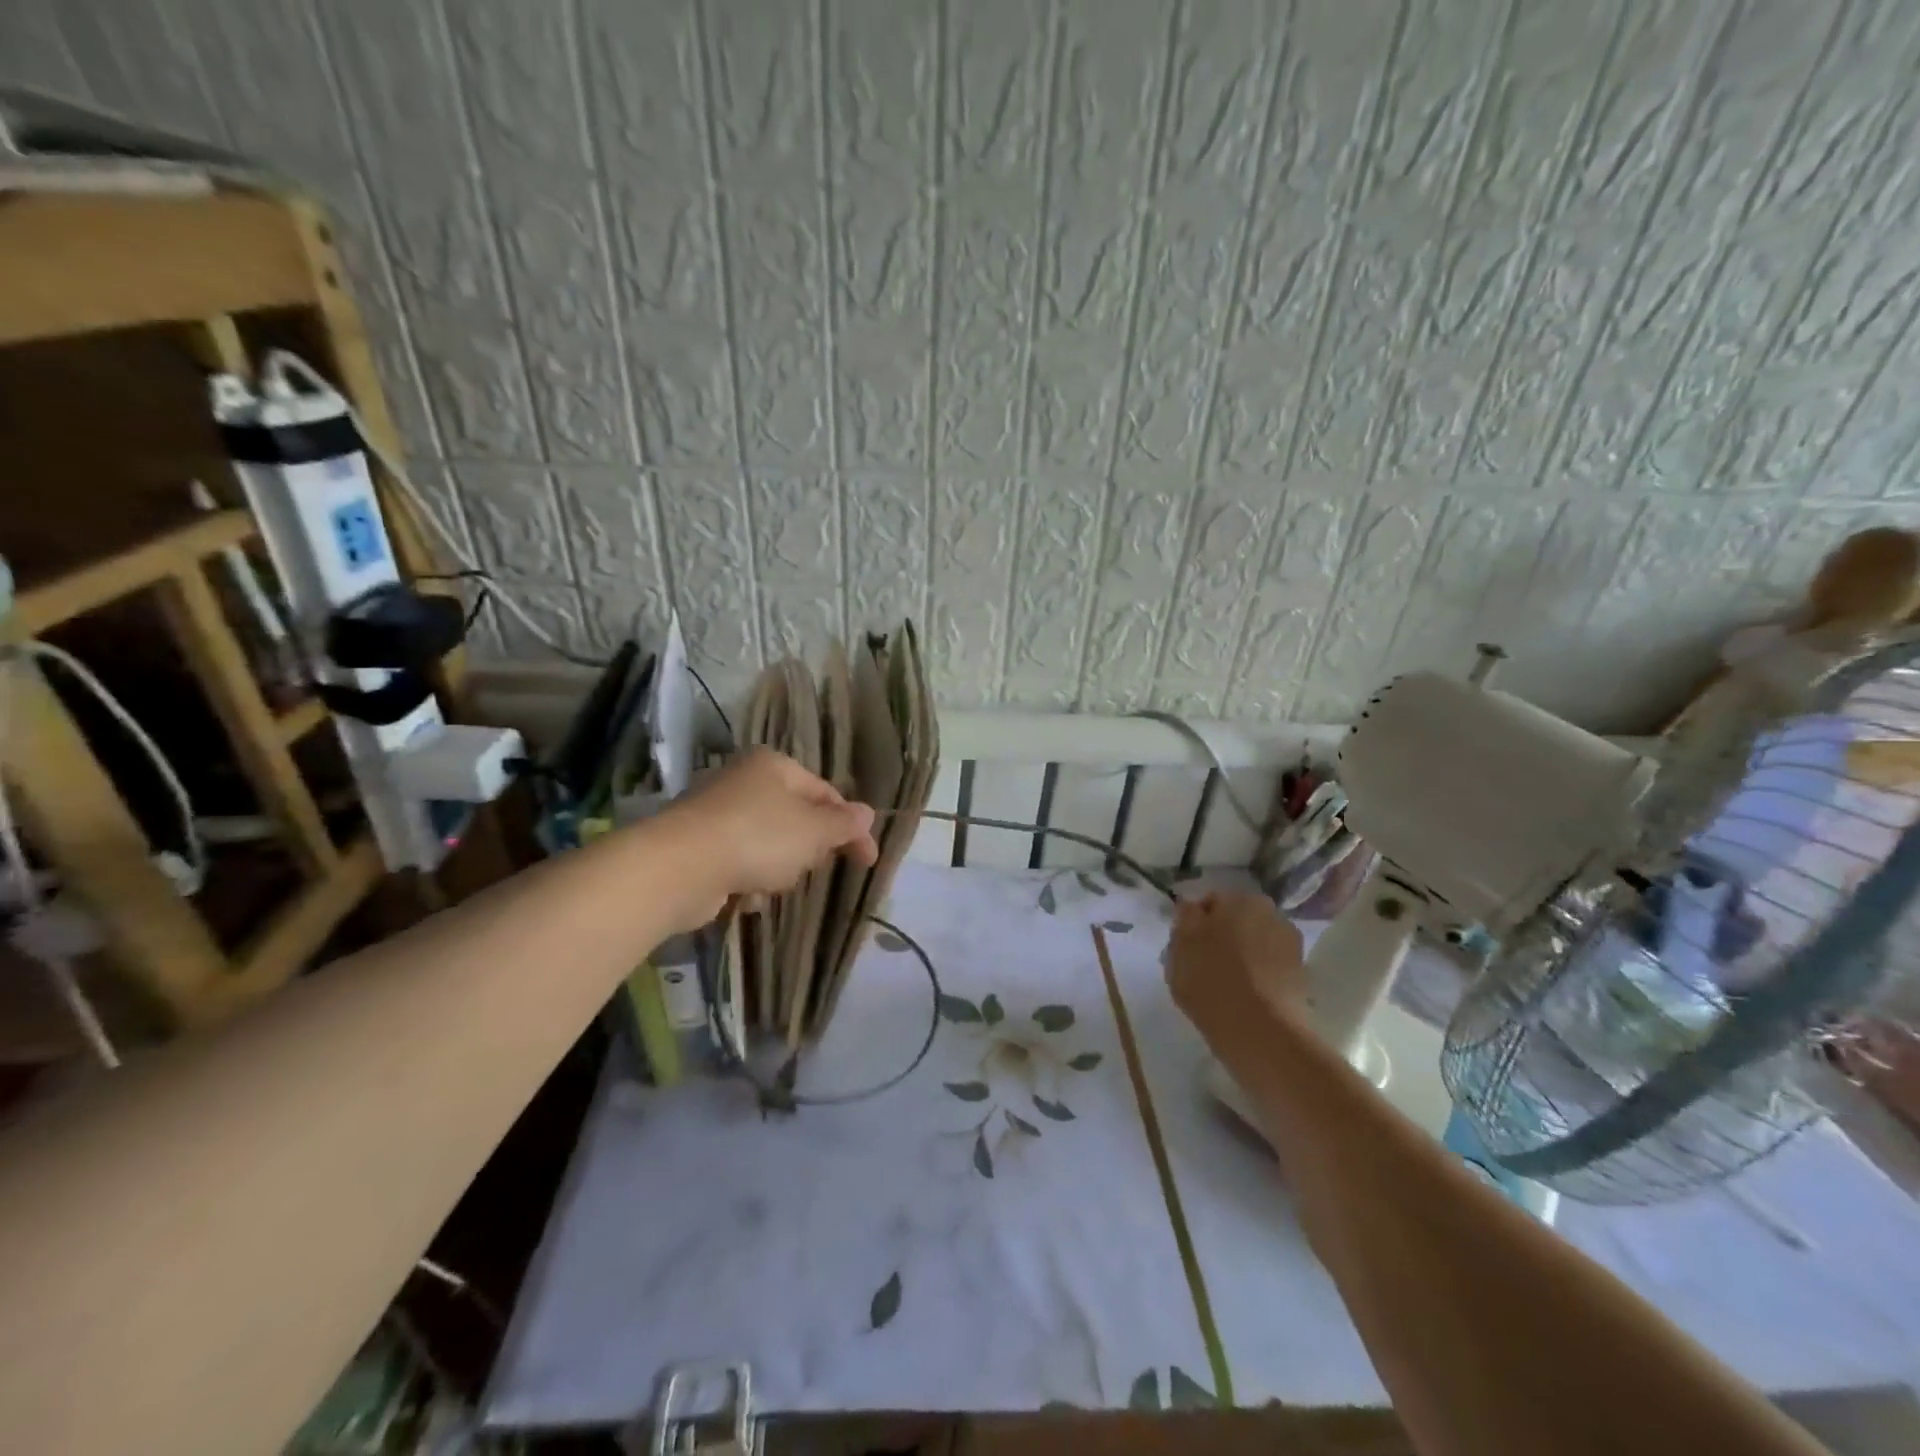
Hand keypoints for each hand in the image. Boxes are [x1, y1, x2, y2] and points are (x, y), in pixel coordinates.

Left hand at [659, 749, 878, 925]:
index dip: (851, 828)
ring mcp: (717, 813)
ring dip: (778, 868)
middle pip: (796, 818)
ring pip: (769, 844)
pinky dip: (747, 879)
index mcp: (774, 766)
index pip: (826, 794)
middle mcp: (744, 781)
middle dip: (809, 848)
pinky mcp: (698, 846)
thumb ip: (844, 824)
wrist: (679, 868)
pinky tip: (744, 895)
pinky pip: (739, 863)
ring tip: (770, 882)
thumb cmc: (758, 838)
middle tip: (810, 867)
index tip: (868, 861)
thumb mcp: (814, 831)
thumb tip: (867, 814)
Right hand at [1166, 892, 1306, 1049]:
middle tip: (1199, 968)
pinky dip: (1255, 980)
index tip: (1183, 949)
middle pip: (1233, 923)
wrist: (1262, 1034)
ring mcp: (1290, 947)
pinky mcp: (1300, 978)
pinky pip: (1266, 971)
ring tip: (1221, 989)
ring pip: (1251, 947)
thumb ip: (1185, 917)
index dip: (1192, 925)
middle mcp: (1272, 914)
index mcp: (1242, 899)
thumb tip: (1191, 907)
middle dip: (1218, 940)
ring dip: (1238, 959)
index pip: (1209, 904)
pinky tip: (1241, 1000)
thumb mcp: (1181, 944)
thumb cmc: (1212, 981)